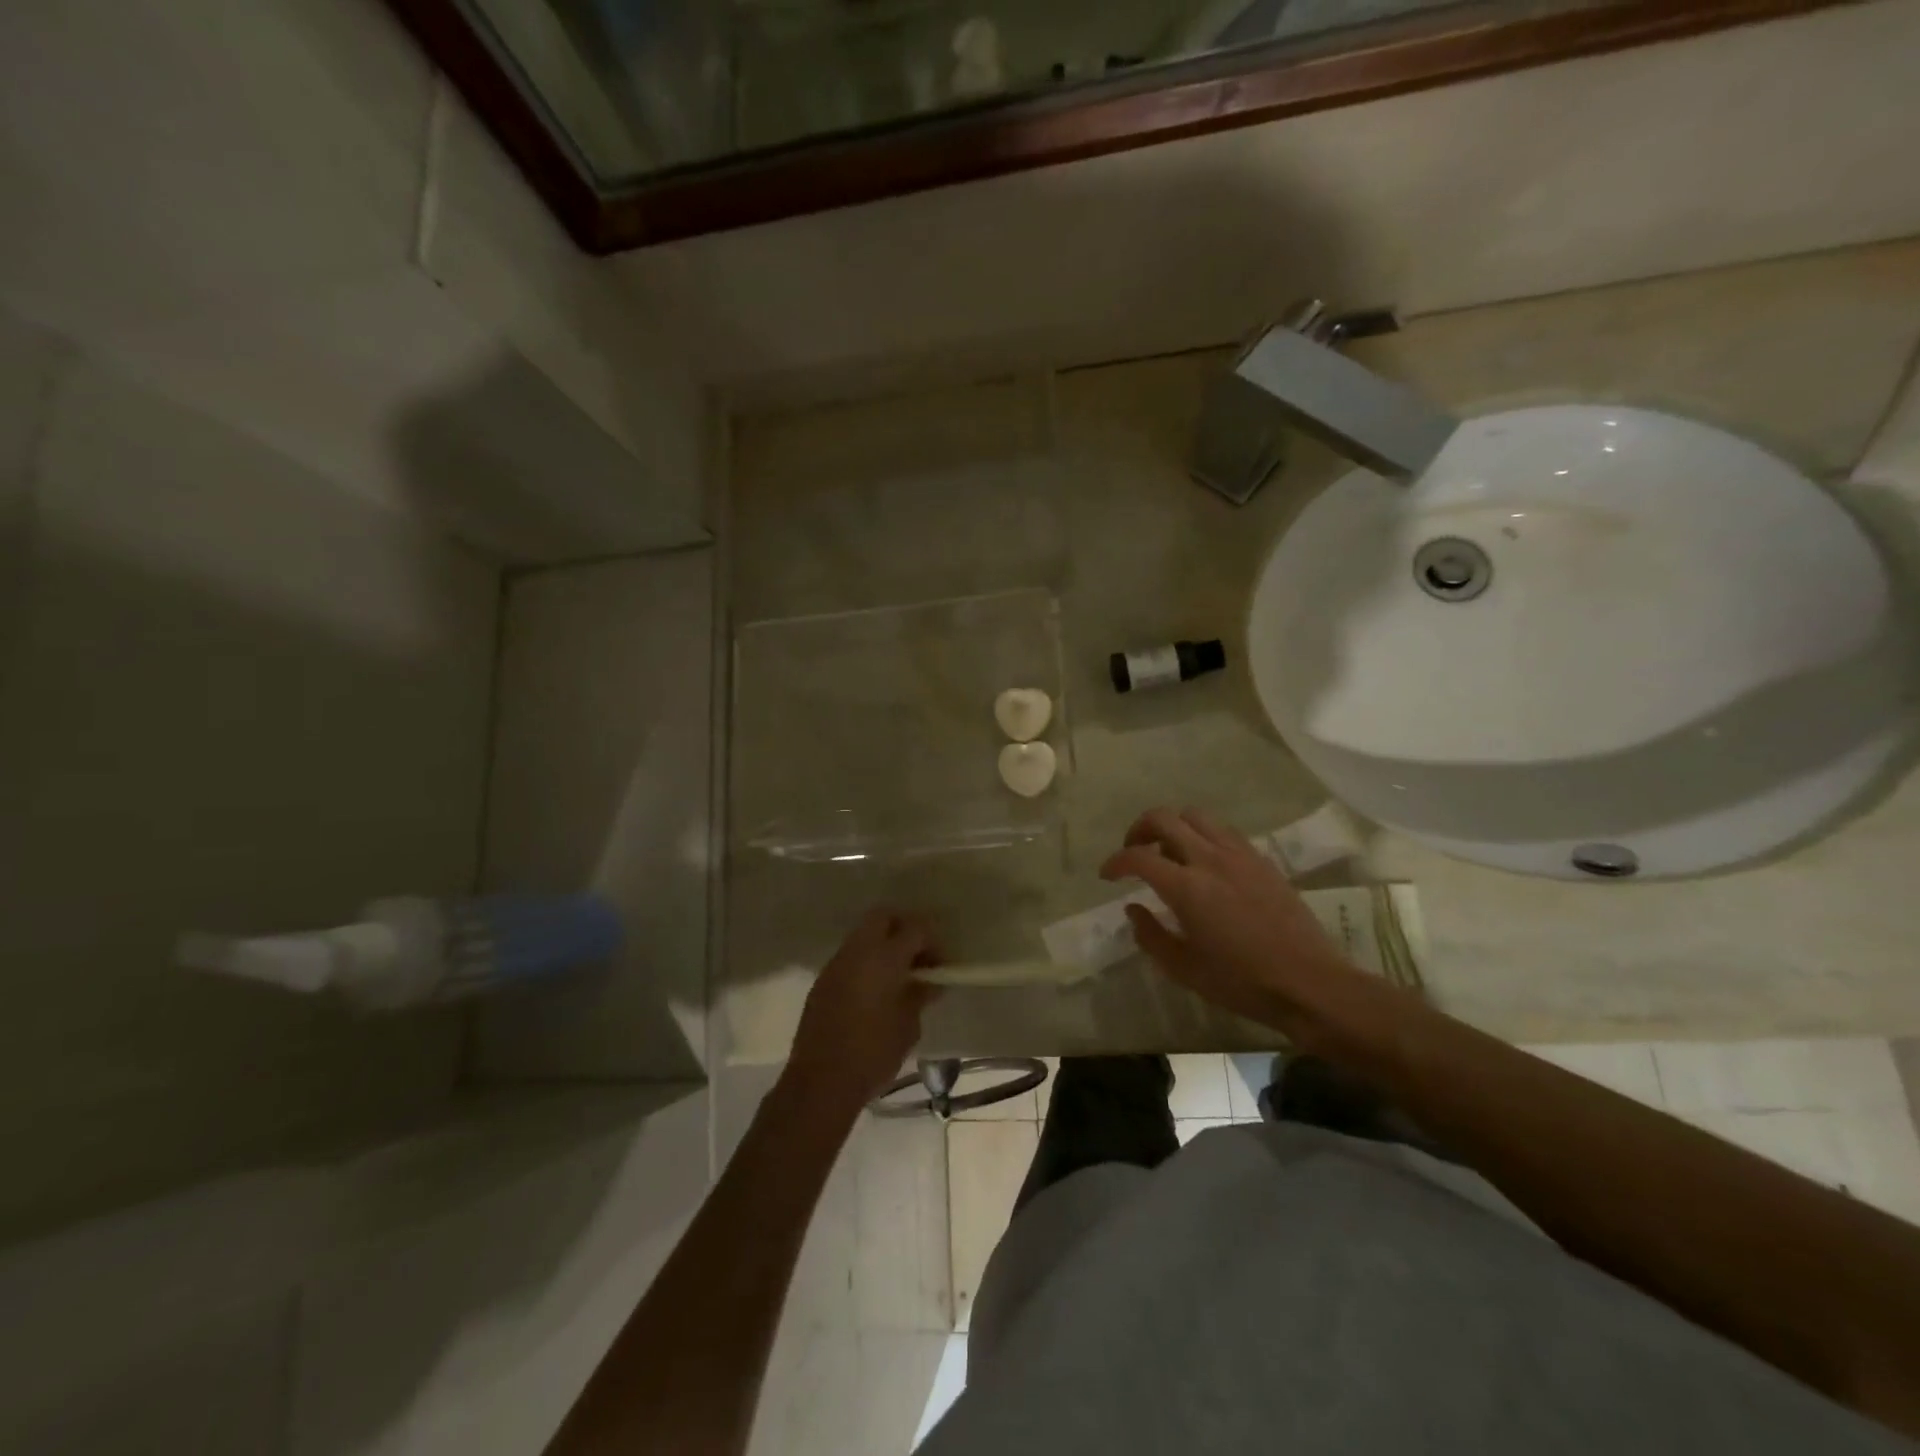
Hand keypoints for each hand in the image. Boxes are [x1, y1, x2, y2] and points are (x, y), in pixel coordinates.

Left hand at [786, 909, 940, 1108]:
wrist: (820, 1082)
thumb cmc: (873, 1053)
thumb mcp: (908, 1025)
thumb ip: (919, 995)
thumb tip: (928, 981)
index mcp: (883, 957)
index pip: (915, 928)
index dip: (933, 940)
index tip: (942, 963)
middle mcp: (857, 951)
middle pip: (883, 916)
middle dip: (905, 927)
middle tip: (919, 955)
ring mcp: (836, 963)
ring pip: (864, 934)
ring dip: (883, 944)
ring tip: (899, 975)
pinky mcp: (823, 981)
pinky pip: (850, 957)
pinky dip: (867, 961)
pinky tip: (876, 990)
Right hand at [1100, 807, 1356, 1025]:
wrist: (1308, 983)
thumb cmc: (1241, 982)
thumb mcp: (1184, 969)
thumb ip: (1151, 935)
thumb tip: (1134, 909)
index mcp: (1186, 887)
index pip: (1138, 857)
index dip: (1115, 862)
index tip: (1107, 875)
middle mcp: (1210, 859)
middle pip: (1164, 818)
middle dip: (1139, 830)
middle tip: (1134, 851)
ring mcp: (1239, 854)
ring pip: (1195, 816)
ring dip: (1173, 827)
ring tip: (1169, 853)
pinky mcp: (1261, 859)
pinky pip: (1223, 831)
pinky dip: (1202, 836)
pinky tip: (1205, 863)